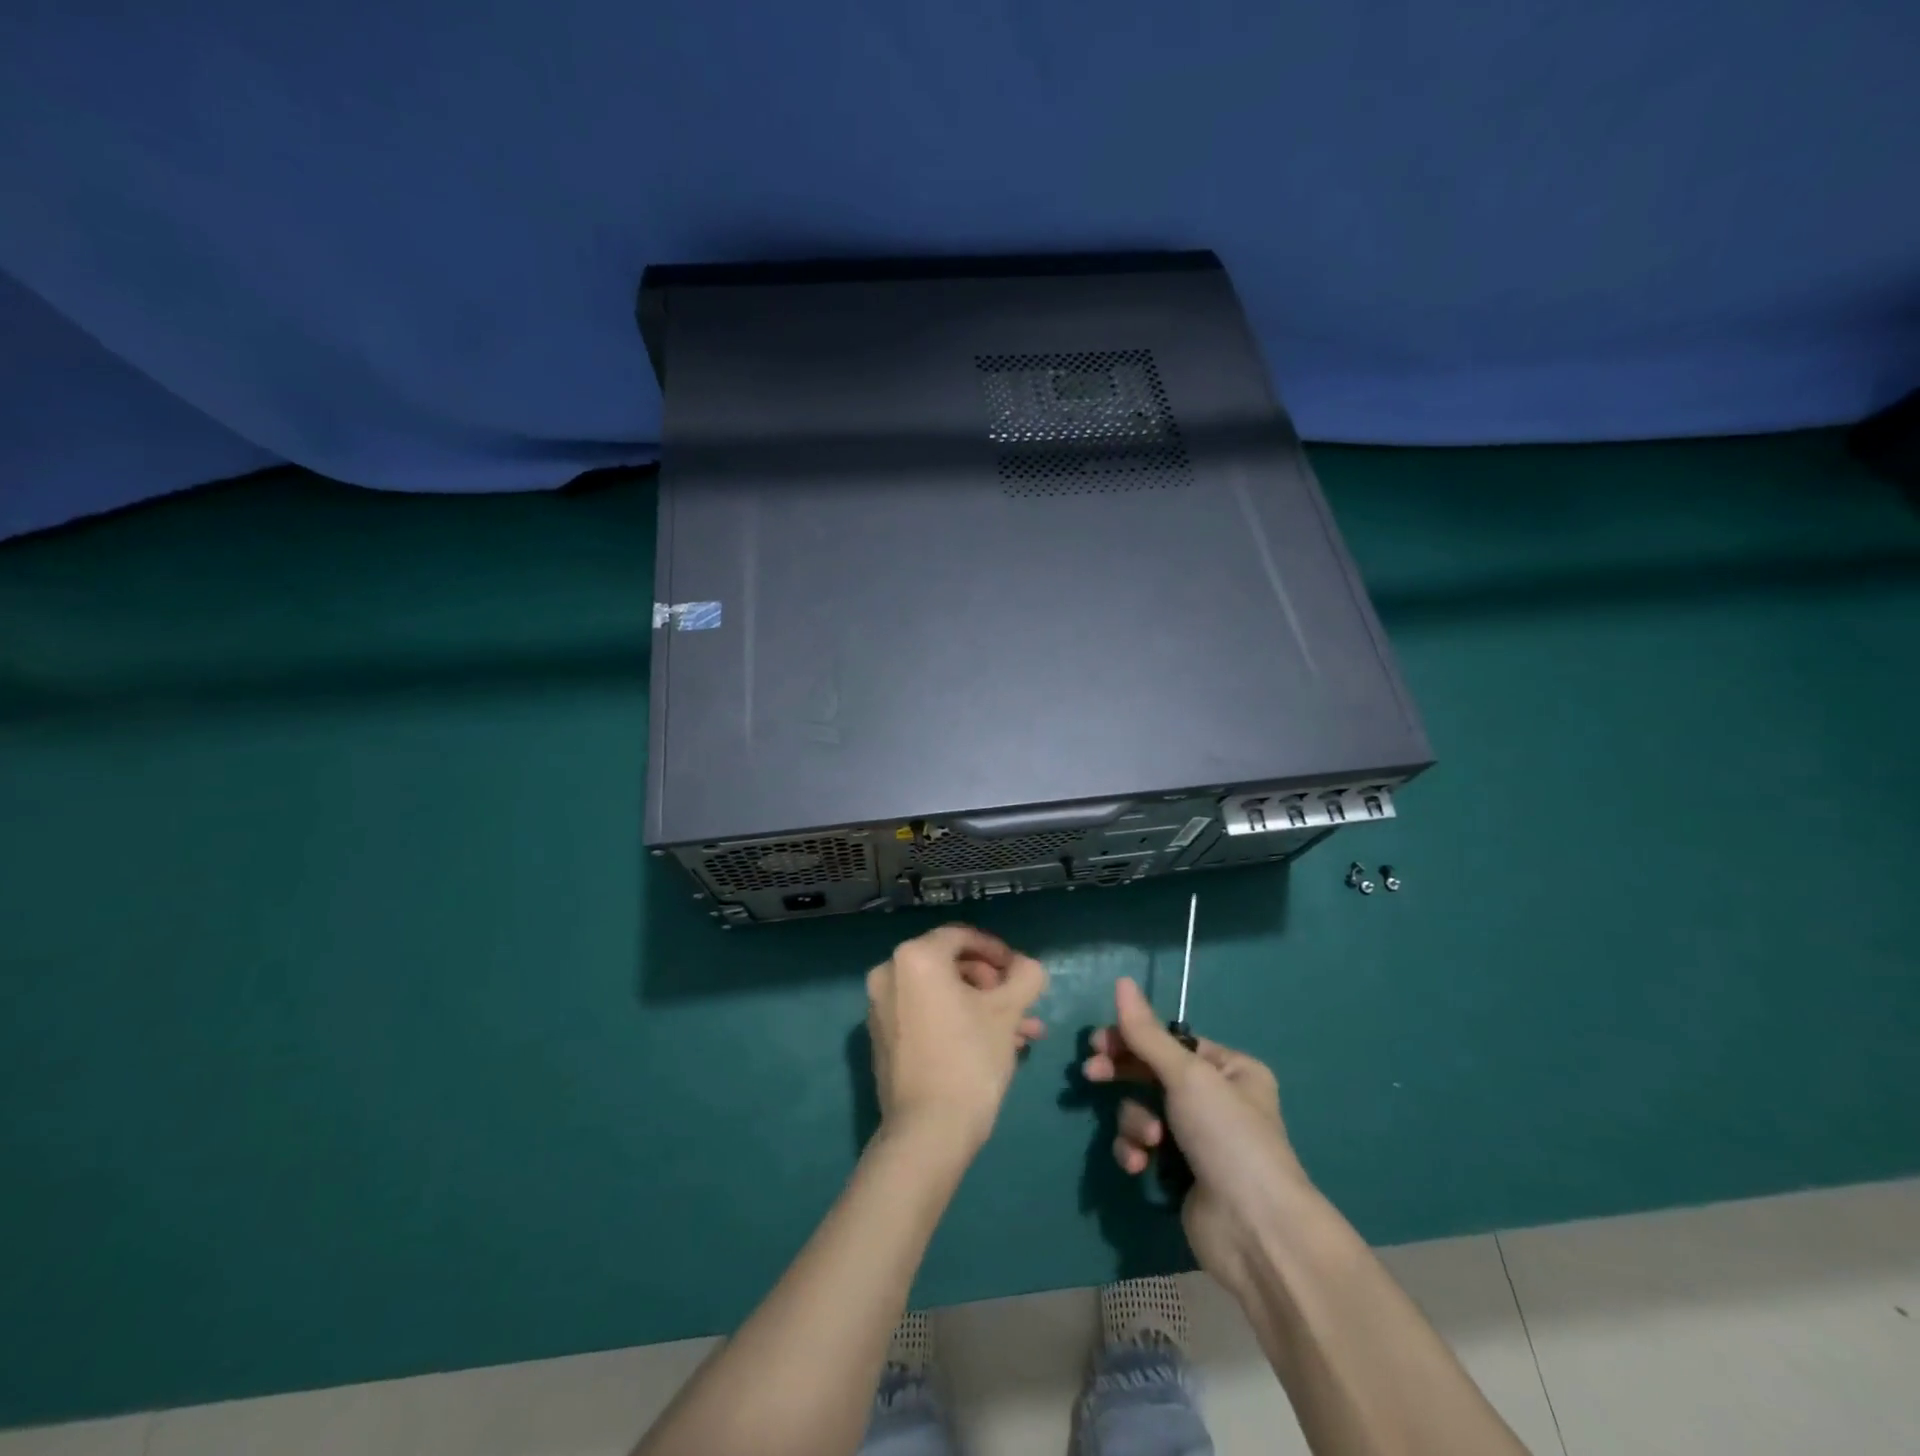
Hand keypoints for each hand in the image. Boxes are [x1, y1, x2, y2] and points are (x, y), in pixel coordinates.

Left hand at [866, 924, 1047, 1152]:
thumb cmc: (970, 1059)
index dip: (998, 951)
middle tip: (1022, 1007)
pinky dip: (956, 1021)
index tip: (1022, 973)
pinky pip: (925, 1015)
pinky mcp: (883, 1038)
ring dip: (981, 1008)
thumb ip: (1025, 975)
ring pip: (942, 994)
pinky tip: (992, 1047)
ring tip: (1021, 1035)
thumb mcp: (1008, 1011)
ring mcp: (880, 1007)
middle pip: (951, 965)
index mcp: (915, 956)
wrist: (927, 1132)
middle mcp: (889, 973)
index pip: (963, 936)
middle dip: (992, 986)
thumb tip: (1026, 966)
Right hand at [1082, 977, 1309, 1289]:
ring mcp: (1198, 1139)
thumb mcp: (1187, 1075)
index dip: (1131, 1039)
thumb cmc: (1227, 1137)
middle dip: (1123, 1076)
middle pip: (1152, 1073)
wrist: (1255, 1231)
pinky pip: (1143, 1147)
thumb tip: (1121, 981)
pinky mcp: (1180, 1174)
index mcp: (1229, 1069)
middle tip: (1092, 1074)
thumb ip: (1146, 1033)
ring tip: (1148, 1141)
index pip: (1169, 1041)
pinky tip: (1140, 1165)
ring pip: (1143, 1110)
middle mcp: (1215, 1099)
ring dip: (1135, 1122)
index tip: (1097, 1043)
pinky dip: (1136, 1152)